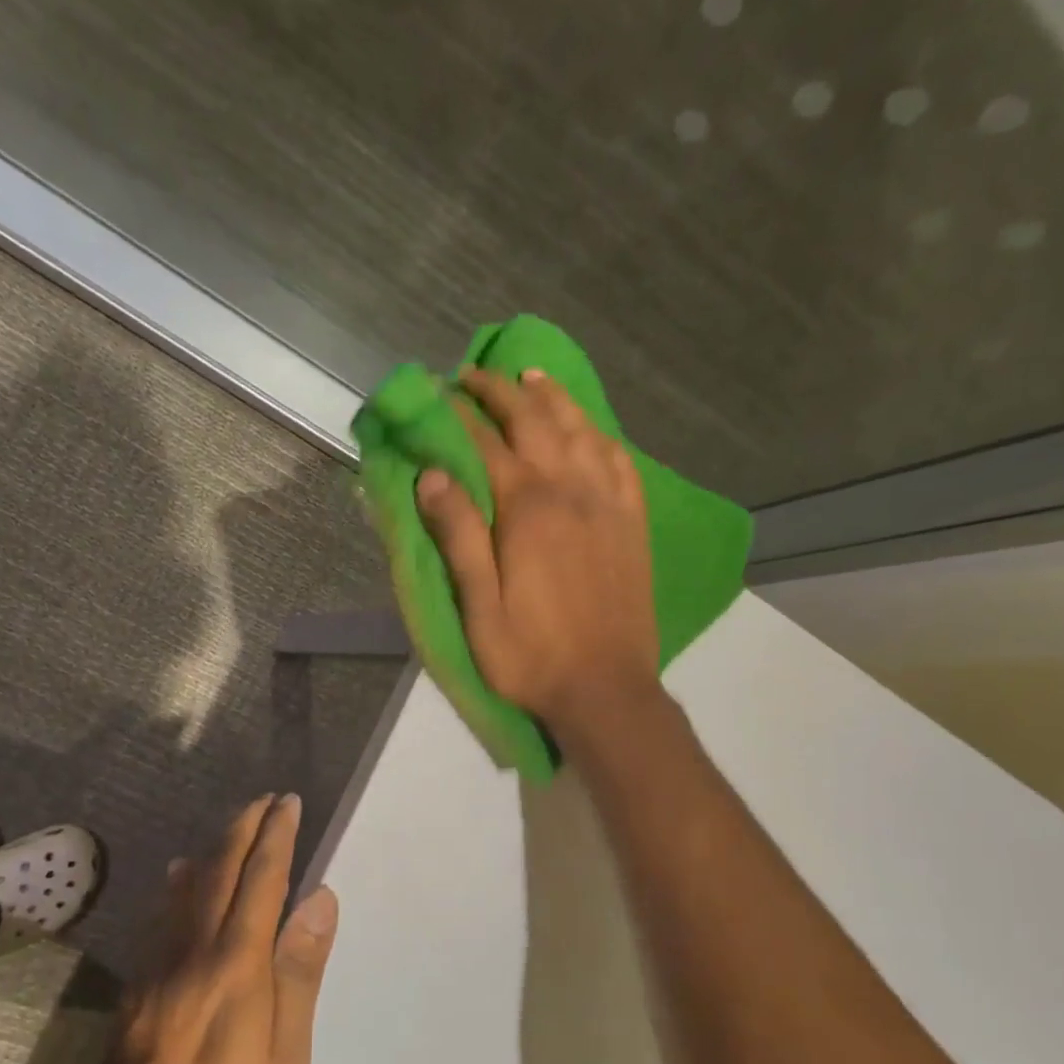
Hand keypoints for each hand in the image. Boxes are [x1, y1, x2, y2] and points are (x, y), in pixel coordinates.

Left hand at [90, 794, 338, 1063]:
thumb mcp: (285, 1060)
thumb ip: (297, 974)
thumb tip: (317, 899)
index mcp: (235, 969)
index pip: (260, 884)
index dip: (276, 840)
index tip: (289, 805)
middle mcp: (192, 956)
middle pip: (219, 876)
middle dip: (243, 831)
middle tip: (265, 800)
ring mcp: (158, 972)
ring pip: (186, 893)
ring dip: (214, 850)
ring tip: (235, 823)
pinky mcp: (138, 991)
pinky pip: (161, 921)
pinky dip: (178, 887)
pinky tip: (183, 874)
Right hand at [417, 367, 659, 737]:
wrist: (606, 689)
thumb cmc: (531, 656)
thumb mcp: (479, 607)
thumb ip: (459, 537)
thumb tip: (431, 475)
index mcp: (528, 511)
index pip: (487, 444)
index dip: (460, 415)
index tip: (437, 393)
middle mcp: (572, 492)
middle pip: (535, 423)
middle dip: (502, 392)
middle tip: (475, 374)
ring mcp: (609, 506)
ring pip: (582, 431)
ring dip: (554, 399)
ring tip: (532, 377)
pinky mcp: (632, 525)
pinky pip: (621, 462)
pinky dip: (601, 435)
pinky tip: (591, 430)